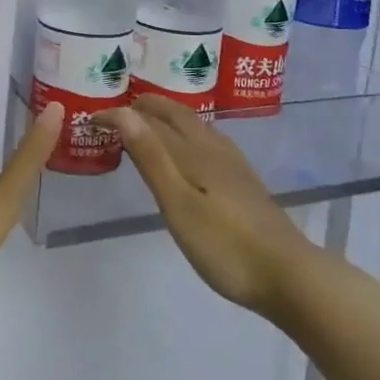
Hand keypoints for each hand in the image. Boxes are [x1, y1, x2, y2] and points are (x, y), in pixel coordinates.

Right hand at [102, 97, 319, 317]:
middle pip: (177, 115)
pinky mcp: (244, 181)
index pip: (149, 121)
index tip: (92, 118)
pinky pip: (207, 140)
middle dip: (147, 106)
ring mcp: (233, 164)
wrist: (287, 273)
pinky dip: (187, 132)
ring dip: (167, 117)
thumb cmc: (225, 245)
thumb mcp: (179, 204)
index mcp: (193, 152)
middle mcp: (213, 148)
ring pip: (195, 125)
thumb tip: (124, 113)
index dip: (120, 116)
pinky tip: (192, 150)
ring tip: (148, 122)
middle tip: (119, 109)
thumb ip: (152, 157)